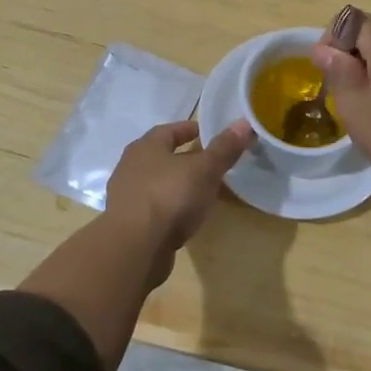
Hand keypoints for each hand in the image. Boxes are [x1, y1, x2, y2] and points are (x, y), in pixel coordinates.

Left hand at [104, 119, 253, 266]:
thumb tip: (244, 123)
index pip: (169, 130)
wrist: (134, 248)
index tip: (208, 133)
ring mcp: (126, 197)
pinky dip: (170, 207)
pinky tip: (185, 216)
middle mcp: (131, 167)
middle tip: (210, 163)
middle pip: (161, 156)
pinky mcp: (128, 224)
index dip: (189, 129)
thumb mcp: (204, 170)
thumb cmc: (169, 197)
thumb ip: (224, 148)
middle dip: (184, 158)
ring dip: (176, 184)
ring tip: (201, 191)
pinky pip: (154, 207)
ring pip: (157, 183)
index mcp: (146, 147)